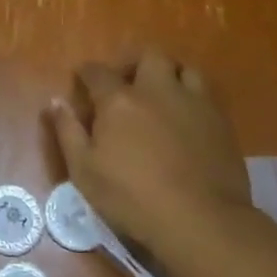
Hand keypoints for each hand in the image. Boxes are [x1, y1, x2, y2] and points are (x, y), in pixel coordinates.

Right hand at [47, 49, 257, 260]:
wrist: (200, 220)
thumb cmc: (132, 198)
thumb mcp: (84, 171)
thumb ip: (68, 132)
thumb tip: (55, 101)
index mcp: (119, 100)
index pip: (98, 72)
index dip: (87, 72)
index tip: (82, 78)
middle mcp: (157, 90)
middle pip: (148, 56)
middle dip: (134, 63)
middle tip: (127, 83)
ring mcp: (193, 103)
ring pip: (184, 68)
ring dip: (169, 74)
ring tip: (162, 94)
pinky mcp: (220, 121)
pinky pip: (206, 94)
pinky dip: (192, 96)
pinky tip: (185, 116)